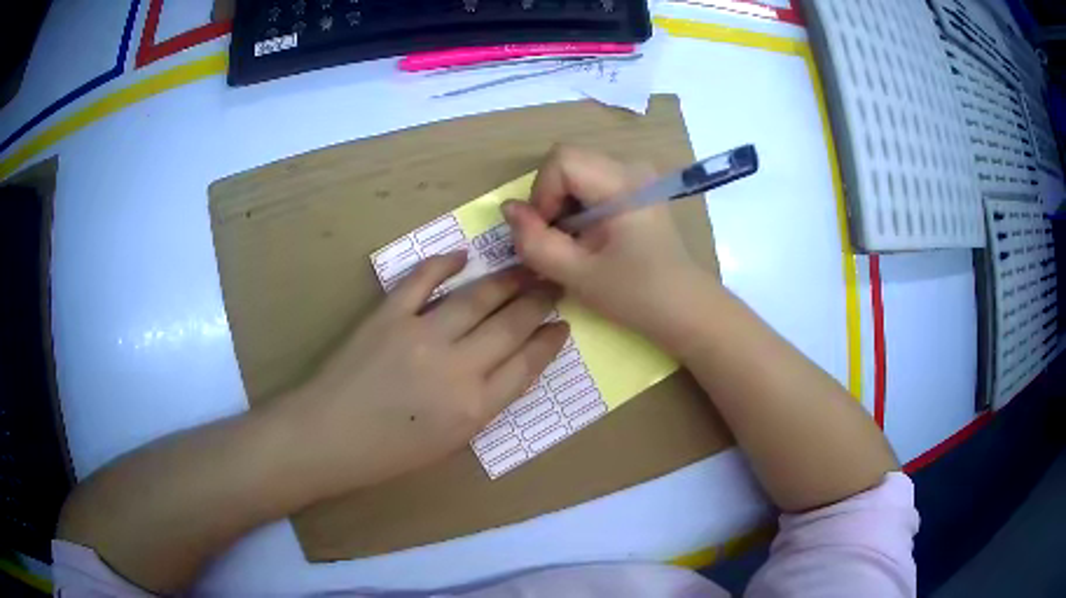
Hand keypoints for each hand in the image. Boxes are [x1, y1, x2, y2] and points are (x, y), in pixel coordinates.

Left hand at [268, 253, 567, 494]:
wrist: (329, 437)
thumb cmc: (390, 452)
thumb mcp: (450, 443)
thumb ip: (483, 404)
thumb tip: (505, 367)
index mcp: (474, 408)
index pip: (527, 365)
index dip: (549, 342)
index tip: (562, 325)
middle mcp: (456, 368)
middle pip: (511, 325)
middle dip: (539, 302)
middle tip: (553, 284)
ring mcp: (421, 335)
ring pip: (477, 298)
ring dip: (506, 280)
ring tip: (524, 267)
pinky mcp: (388, 315)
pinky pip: (422, 280)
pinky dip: (443, 264)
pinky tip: (462, 256)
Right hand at [502, 145, 716, 353]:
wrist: (684, 308)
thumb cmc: (636, 295)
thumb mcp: (577, 274)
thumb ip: (535, 242)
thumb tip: (508, 208)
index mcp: (624, 182)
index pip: (562, 160)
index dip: (542, 194)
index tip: (547, 234)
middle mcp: (631, 166)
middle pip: (567, 161)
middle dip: (549, 199)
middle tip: (557, 241)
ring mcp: (636, 175)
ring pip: (575, 171)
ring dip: (561, 204)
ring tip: (573, 242)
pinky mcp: (636, 187)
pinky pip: (590, 182)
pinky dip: (576, 206)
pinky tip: (588, 236)